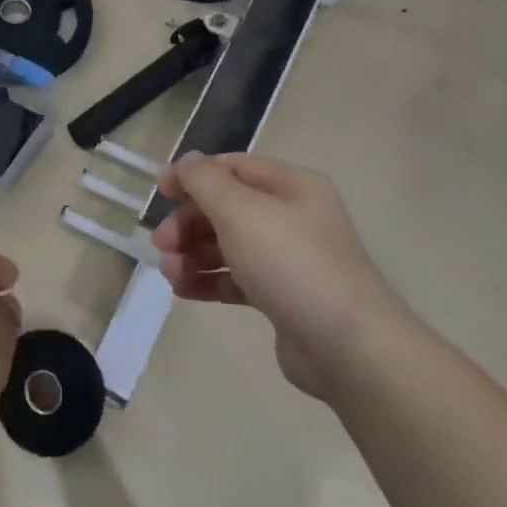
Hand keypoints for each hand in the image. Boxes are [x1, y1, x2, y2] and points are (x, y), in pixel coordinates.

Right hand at [152, 153, 406, 398]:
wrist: (346, 345)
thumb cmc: (290, 263)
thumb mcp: (240, 211)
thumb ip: (205, 181)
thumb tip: (188, 161)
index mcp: (292, 186)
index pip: (233, 167)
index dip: (193, 176)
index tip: (160, 194)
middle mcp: (293, 217)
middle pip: (228, 207)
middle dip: (189, 222)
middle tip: (161, 243)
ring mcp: (290, 259)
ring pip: (229, 245)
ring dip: (193, 254)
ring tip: (169, 273)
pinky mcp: (283, 296)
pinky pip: (237, 279)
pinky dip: (209, 281)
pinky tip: (183, 290)